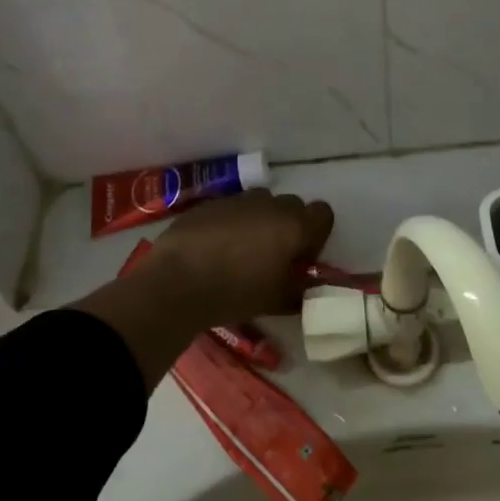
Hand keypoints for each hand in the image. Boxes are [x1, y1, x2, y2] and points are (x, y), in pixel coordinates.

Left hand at [144, 189, 333, 330]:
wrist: (176, 282)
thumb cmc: (235, 292)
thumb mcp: (277, 300)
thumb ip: (301, 290)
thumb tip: (311, 286)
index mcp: (294, 225)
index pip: (323, 214)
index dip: (316, 235)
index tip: (300, 258)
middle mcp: (270, 204)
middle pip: (292, 206)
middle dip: (288, 226)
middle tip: (272, 256)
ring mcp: (238, 200)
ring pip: (260, 204)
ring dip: (259, 221)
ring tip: (241, 251)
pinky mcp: (209, 203)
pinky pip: (231, 209)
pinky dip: (231, 223)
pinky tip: (214, 248)